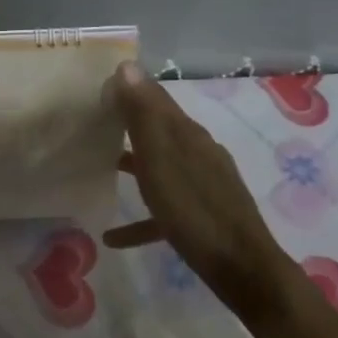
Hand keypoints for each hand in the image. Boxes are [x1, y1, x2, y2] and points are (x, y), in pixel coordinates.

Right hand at [103, 61, 293, 308]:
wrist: (244, 270)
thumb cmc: (195, 212)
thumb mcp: (162, 161)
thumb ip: (144, 116)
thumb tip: (127, 67)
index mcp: (189, 136)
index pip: (157, 100)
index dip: (129, 89)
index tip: (98, 87)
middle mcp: (199, 153)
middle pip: (159, 131)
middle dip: (129, 125)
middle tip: (93, 123)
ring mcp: (204, 186)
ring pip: (161, 167)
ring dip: (134, 165)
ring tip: (102, 167)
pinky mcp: (203, 218)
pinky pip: (164, 212)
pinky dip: (141, 219)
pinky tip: (113, 237)